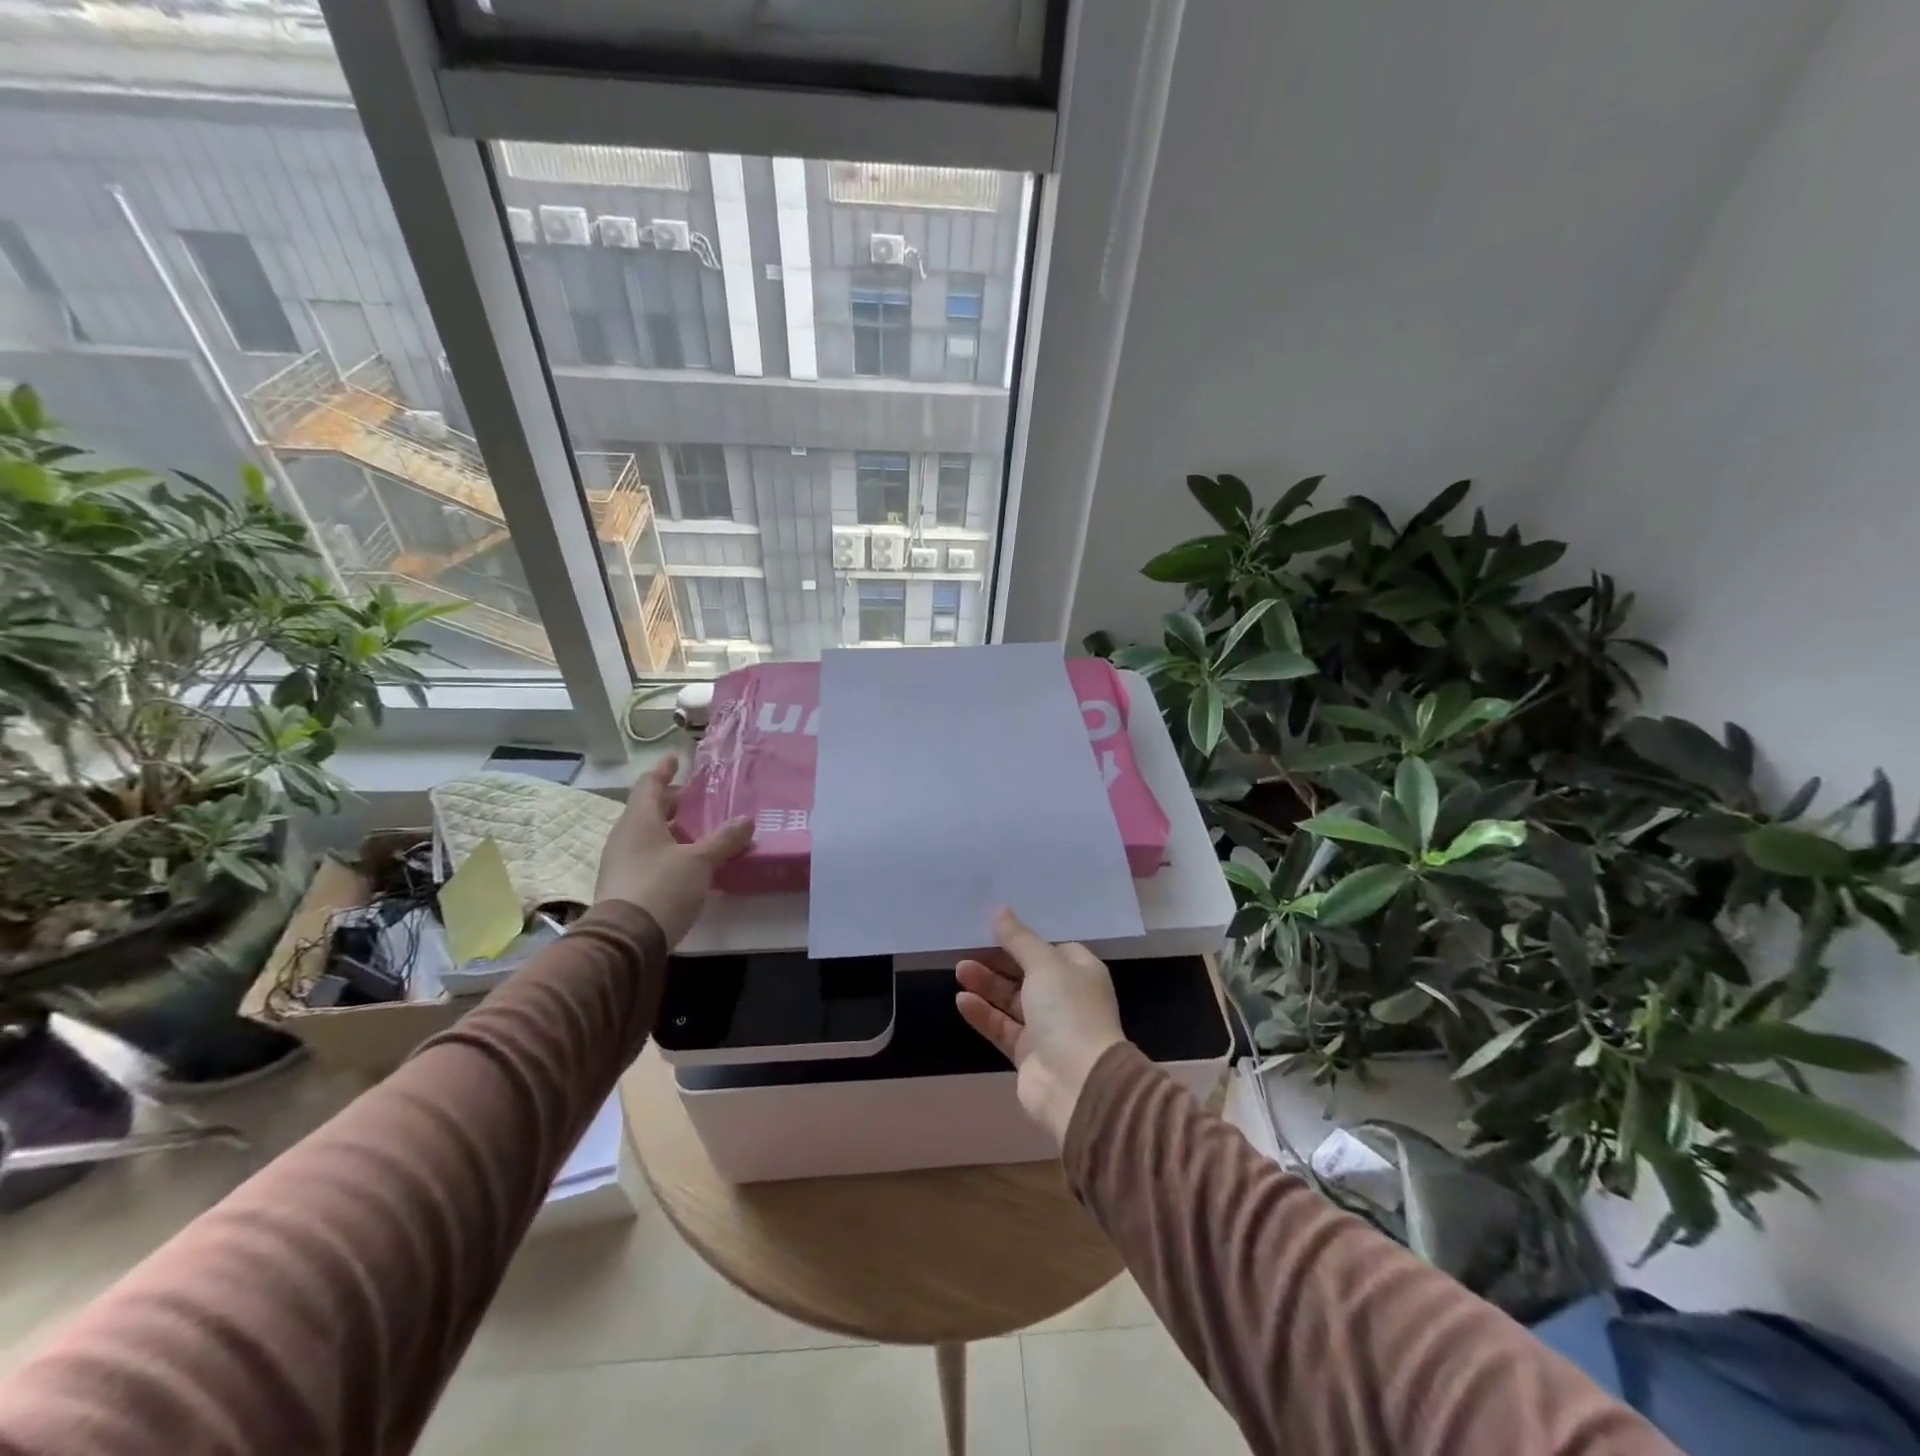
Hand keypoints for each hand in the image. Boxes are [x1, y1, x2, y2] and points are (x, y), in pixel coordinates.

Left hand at [594, 756, 753, 945]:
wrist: (625, 940)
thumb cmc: (662, 887)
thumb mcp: (700, 861)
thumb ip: (724, 839)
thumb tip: (747, 820)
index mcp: (639, 820)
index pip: (650, 784)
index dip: (664, 770)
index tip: (677, 759)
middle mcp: (625, 836)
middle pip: (650, 810)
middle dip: (675, 804)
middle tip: (701, 801)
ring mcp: (621, 862)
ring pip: (649, 835)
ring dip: (673, 830)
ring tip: (702, 833)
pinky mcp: (624, 885)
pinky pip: (648, 857)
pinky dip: (669, 852)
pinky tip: (690, 864)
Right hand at [955, 908, 1127, 1146]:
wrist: (1077, 1084)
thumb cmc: (1068, 1011)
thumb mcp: (1044, 964)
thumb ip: (1019, 939)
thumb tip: (1000, 910)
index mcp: (1081, 972)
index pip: (1053, 949)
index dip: (1027, 939)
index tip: (997, 928)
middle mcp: (1066, 998)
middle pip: (1028, 973)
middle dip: (999, 961)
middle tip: (969, 948)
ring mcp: (1047, 1029)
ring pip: (1012, 1001)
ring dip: (987, 985)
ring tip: (959, 970)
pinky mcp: (1028, 1055)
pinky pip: (1002, 1027)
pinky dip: (983, 1014)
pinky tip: (961, 1000)